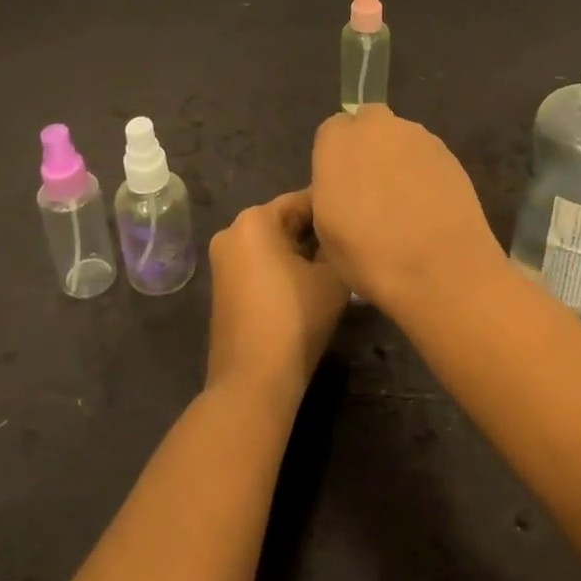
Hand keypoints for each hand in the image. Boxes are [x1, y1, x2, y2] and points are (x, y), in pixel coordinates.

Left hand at [205, 190, 349, 409]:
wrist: (253, 380)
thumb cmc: (295, 319)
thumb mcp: (332, 277)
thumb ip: (337, 245)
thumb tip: (340, 235)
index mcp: (255, 219)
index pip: (304, 200)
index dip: (333, 211)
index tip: (357, 221)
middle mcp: (232, 231)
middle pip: (285, 220)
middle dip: (315, 232)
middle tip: (350, 245)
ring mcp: (223, 260)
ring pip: (272, 243)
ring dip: (301, 251)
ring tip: (335, 265)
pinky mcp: (223, 286)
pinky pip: (259, 263)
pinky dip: (282, 267)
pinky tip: (308, 284)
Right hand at [310, 106, 501, 311]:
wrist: (440, 267)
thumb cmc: (369, 253)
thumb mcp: (325, 228)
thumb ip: (329, 190)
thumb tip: (344, 183)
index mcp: (338, 140)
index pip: (332, 131)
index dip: (336, 157)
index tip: (341, 186)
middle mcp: (377, 126)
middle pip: (369, 123)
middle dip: (368, 145)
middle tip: (371, 187)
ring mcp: (418, 136)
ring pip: (400, 137)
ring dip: (397, 158)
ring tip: (404, 202)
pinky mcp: (449, 152)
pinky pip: (426, 155)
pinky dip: (423, 171)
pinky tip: (428, 206)